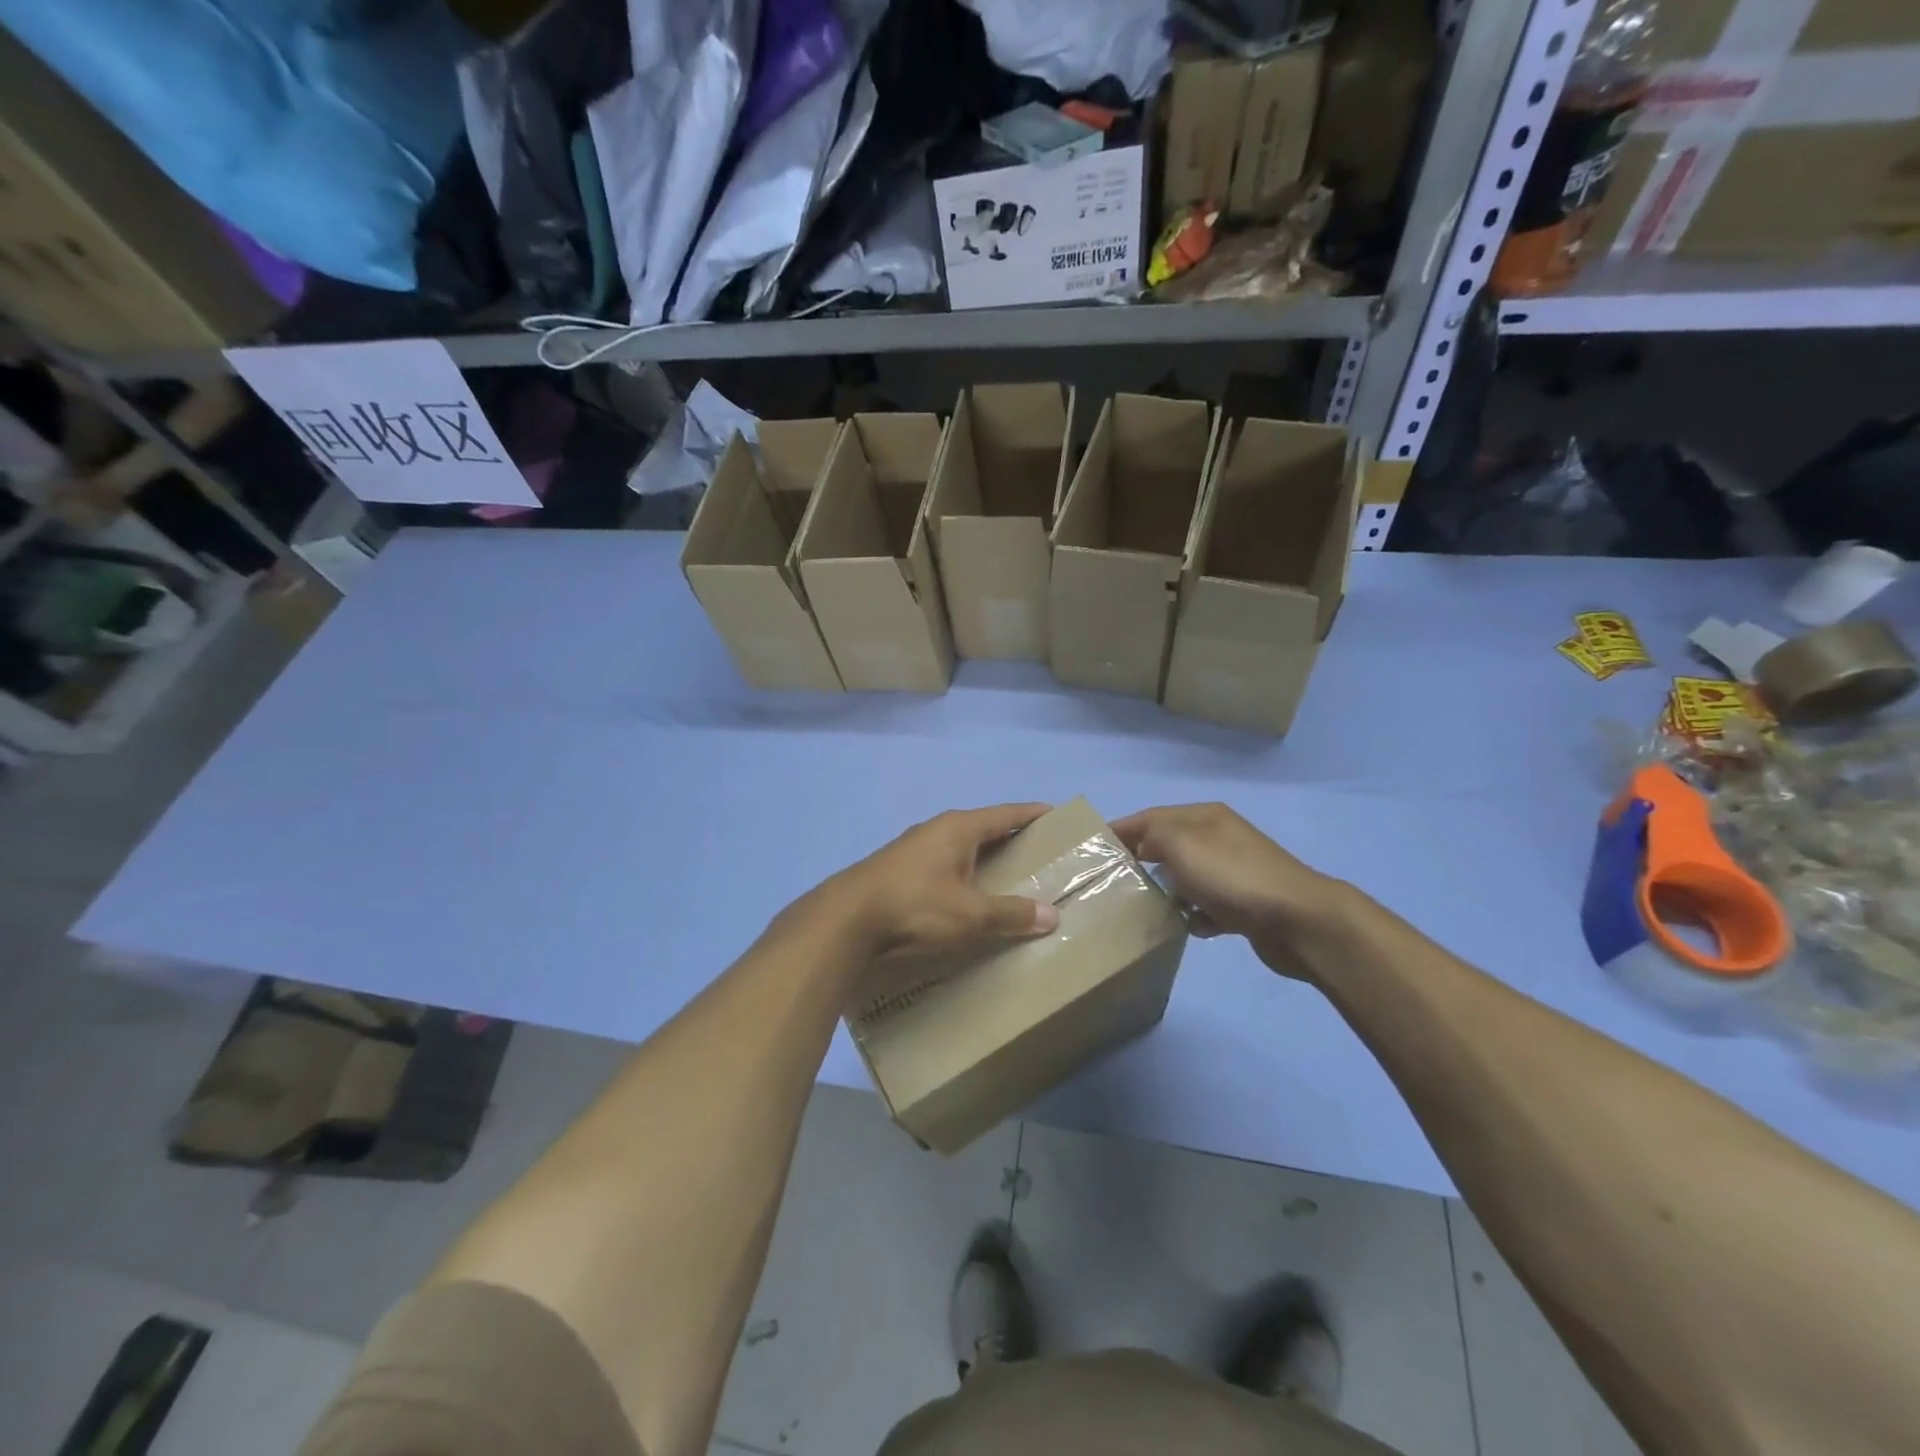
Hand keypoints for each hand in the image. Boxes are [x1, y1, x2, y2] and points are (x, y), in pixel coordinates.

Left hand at [832, 804, 1060, 956]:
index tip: (1057, 815)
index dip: (1033, 814)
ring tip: (1008, 877)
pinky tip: (965, 894)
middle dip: (1012, 839)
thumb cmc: (916, 906)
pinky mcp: (899, 868)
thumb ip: (1010, 913)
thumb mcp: (970, 914)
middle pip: (984, 828)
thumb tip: (1051, 915)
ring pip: (960, 847)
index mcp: (960, 828)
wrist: (847, 918)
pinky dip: (962, 873)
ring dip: (984, 858)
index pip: (1007, 814)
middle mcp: (938, 829)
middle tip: (1041, 854)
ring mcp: (914, 847)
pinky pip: (943, 864)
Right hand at [1112, 803, 1346, 977]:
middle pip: (1168, 846)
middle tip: (1111, 882)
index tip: (1092, 849)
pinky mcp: (1244, 905)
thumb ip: (1152, 836)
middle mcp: (1219, 838)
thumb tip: (1141, 845)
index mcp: (1204, 817)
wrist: (1298, 921)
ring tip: (1142, 908)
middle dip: (1141, 861)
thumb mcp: (1182, 844)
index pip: (1151, 816)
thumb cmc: (1233, 876)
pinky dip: (1193, 915)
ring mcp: (1234, 872)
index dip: (1121, 829)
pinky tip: (1184, 927)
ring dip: (1167, 891)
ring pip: (1186, 878)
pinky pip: (1206, 907)